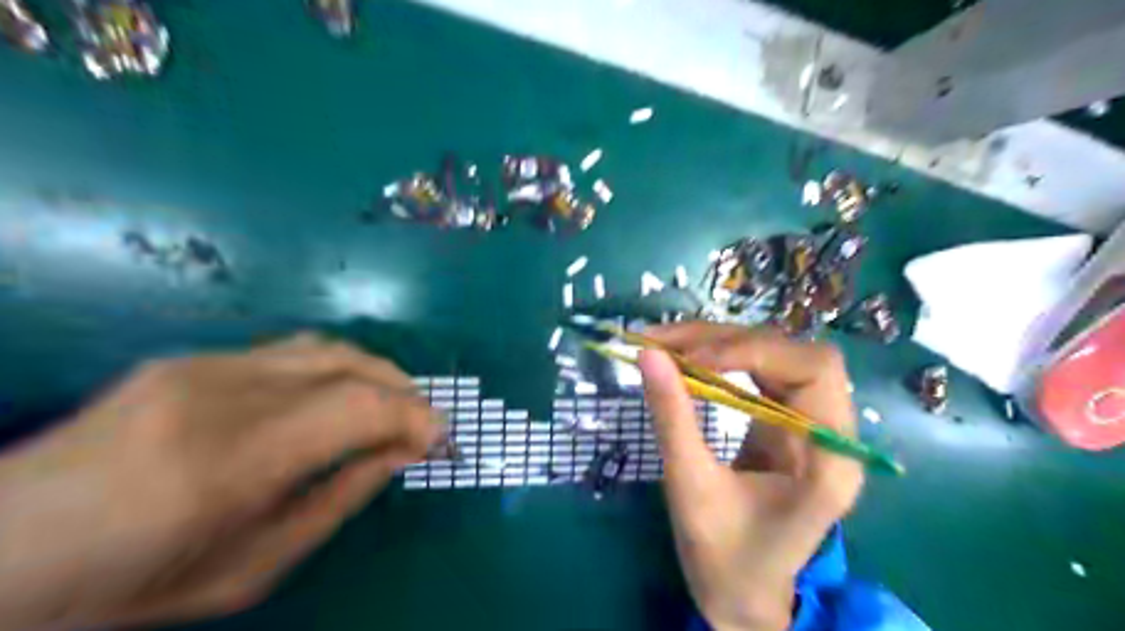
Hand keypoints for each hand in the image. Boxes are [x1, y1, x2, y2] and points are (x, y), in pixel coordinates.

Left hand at [0, 332, 443, 628]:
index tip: (438, 441)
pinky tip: (340, 397)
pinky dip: (338, 370)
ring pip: (326, 347)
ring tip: (395, 404)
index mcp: (228, 463)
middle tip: (424, 424)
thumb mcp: (251, 569)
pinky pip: (292, 352)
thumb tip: (398, 454)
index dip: (413, 416)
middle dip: (404, 391)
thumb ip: (338, 500)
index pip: (356, 408)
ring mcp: (200, 366)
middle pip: (349, 366)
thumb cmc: (125, 585)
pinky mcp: (189, 357)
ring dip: (377, 372)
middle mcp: (218, 394)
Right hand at [642, 326, 861, 630]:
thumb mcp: (691, 489)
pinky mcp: (787, 423)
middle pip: (794, 354)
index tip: (692, 359)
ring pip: (774, 356)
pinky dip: (720, 360)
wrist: (742, 597)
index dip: (754, 352)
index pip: (815, 371)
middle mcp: (832, 433)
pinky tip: (687, 360)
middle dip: (729, 341)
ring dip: (720, 344)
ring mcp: (811, 425)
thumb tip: (648, 354)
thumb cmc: (724, 559)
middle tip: (666, 343)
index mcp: (830, 461)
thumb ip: (672, 418)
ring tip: (666, 345)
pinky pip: (759, 373)